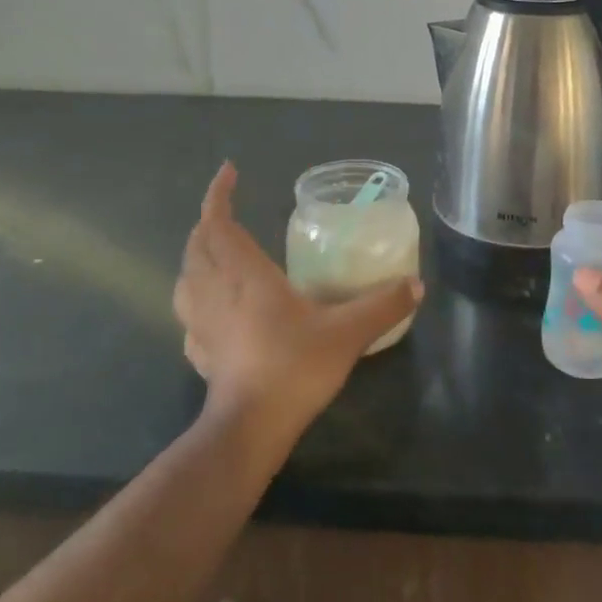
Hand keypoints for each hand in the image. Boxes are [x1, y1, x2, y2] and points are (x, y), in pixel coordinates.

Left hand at [174, 163, 421, 443]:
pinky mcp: (201, 353)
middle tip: (228, 212)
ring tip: (216, 252)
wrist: (250, 429)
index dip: (218, 194)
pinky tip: (214, 308)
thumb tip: (416, 285)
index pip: (218, 223)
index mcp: (245, 276)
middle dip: (208, 222)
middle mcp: (217, 292)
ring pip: (186, 278)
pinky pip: (190, 314)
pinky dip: (196, 297)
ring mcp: (203, 324)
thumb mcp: (348, 332)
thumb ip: (383, 305)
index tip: (229, 171)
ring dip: (196, 257)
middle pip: (197, 246)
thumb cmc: (293, 368)